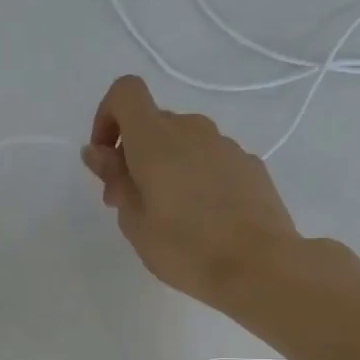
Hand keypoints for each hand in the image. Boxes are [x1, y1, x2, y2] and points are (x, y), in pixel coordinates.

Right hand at [82, 75, 301, 309]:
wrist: (261, 266)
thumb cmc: (186, 249)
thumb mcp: (135, 222)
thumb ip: (115, 179)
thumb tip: (98, 152)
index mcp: (157, 140)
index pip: (125, 92)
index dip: (107, 116)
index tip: (105, 159)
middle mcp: (192, 130)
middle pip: (154, 122)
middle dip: (133, 154)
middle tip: (129, 203)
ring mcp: (226, 145)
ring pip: (184, 142)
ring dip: (166, 166)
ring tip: (169, 215)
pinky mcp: (250, 165)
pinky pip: (211, 160)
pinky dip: (197, 177)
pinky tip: (204, 218)